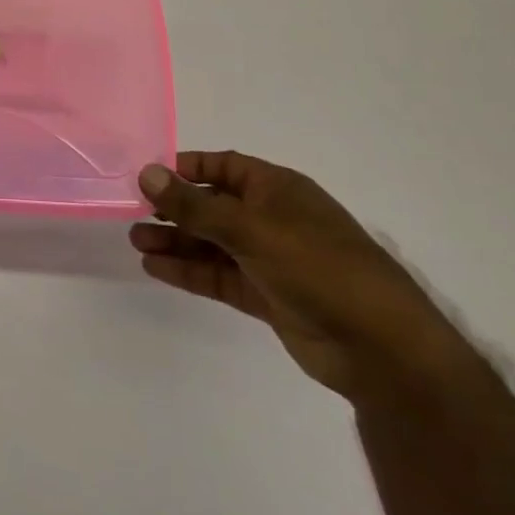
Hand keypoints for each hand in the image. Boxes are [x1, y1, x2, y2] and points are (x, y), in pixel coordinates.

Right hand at [130, 151, 474, 405]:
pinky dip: (189, 270)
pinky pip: (219, 275)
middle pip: (212, 205)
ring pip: (212, 243)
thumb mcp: (250, 228)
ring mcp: (270, 259)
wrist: (380, 348)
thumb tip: (146, 173)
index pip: (223, 166)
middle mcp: (272, 219)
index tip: (148, 175)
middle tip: (133, 213)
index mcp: (277, 189)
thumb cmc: (317, 266)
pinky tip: (155, 267)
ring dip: (176, 240)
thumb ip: (194, 204)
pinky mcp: (267, 296)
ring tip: (136, 241)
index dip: (186, 168)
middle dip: (174, 208)